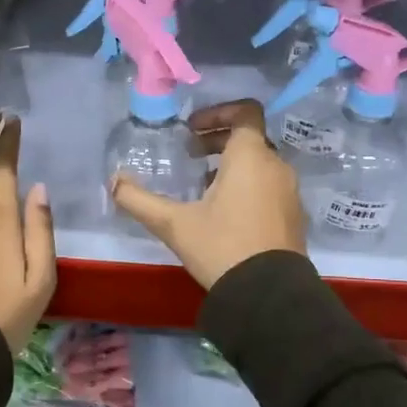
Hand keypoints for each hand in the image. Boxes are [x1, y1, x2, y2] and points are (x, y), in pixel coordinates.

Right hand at [110, 99, 306, 289]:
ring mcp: (289, 192)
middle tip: (191, 154)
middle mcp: (276, 166)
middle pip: (250, 138)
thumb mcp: (174, 224)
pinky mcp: (293, 215)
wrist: (268, 295)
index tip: (192, 128)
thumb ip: (139, 200)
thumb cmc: (221, 247)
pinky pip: (269, 185)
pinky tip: (223, 212)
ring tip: (202, 184)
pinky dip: (248, 185)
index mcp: (250, 157)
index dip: (218, 112)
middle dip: (218, 140)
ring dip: (232, 164)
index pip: (245, 112)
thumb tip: (113, 181)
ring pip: (260, 163)